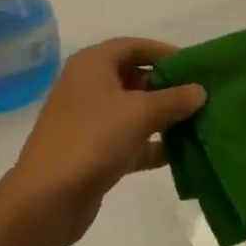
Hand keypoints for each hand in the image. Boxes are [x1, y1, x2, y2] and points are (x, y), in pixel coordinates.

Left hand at [0, 38, 205, 245]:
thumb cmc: (92, 139)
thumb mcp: (139, 113)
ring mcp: (89, 119)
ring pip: (132, 110)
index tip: (194, 66)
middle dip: (166, 87)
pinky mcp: (92, 150)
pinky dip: (150, 144)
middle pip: (134, 77)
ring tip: (197, 124)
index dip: (163, 53)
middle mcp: (88, 85)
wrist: (46, 199)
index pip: (133, 46)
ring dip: (162, 117)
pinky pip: (127, 138)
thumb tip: (200, 90)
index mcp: (93, 64)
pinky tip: (179, 154)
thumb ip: (173, 99)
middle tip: (199, 97)